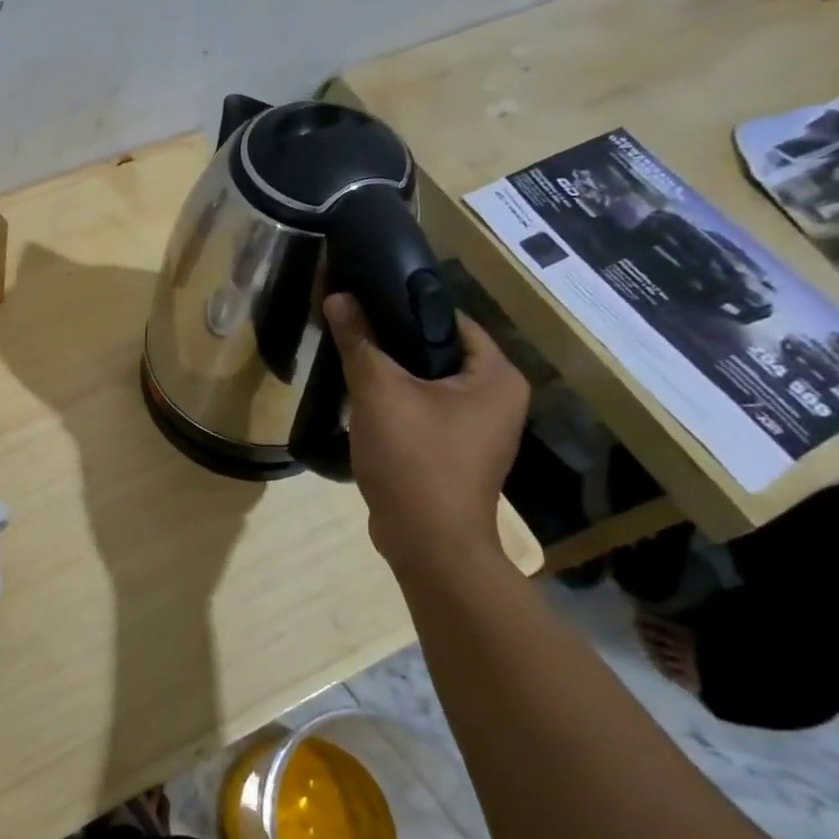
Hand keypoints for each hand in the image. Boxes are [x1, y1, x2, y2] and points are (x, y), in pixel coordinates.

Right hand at [322, 293, 528, 568]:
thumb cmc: (414, 458)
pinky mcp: (458, 453)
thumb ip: (360, 341)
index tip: (364, 300)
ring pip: (430, 384)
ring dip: (393, 374)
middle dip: (395, 342)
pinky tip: (364, 403)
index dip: (405, 306)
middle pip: (440, 352)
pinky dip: (399, 404)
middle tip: (351, 331)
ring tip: (351, 361)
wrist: (428, 542)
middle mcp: (500, 399)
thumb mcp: (379, 392)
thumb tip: (338, 296)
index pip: (451, 320)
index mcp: (497, 377)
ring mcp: (481, 430)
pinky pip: (427, 412)